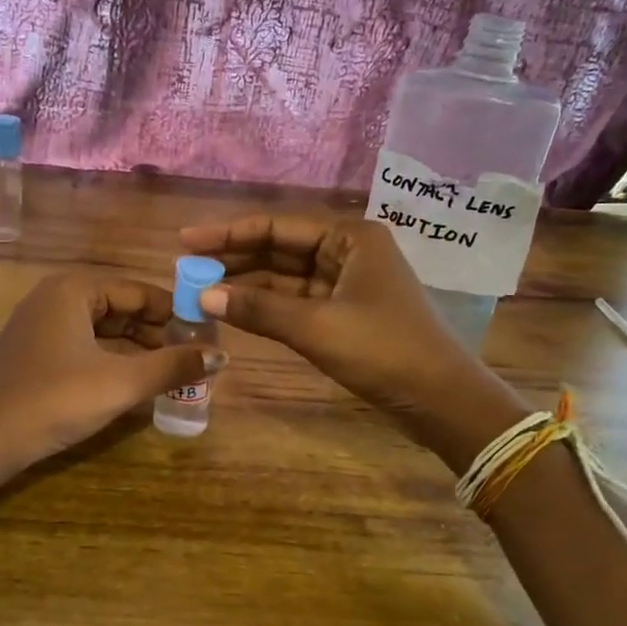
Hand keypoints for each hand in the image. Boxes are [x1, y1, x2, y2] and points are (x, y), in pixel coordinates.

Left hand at [0, 272, 208, 468]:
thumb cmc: (54, 400)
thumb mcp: (120, 383)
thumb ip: (172, 366)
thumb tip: (221, 356)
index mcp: (74, 289)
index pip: (140, 292)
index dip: (176, 314)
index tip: (207, 338)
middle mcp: (56, 297)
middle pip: (121, 309)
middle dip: (157, 334)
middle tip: (193, 361)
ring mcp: (40, 325)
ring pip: (103, 330)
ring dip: (137, 350)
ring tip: (171, 374)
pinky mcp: (34, 353)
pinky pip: (84, 346)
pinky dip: (111, 361)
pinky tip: (134, 383)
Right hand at [176, 215, 521, 469]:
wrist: (439, 399)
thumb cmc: (382, 350)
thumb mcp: (315, 327)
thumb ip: (258, 308)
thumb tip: (202, 295)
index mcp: (350, 237)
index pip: (278, 226)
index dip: (229, 233)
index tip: (187, 239)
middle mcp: (348, 251)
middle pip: (280, 248)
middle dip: (235, 258)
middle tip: (187, 267)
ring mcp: (347, 283)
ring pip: (286, 276)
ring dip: (248, 283)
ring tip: (202, 289)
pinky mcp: (345, 312)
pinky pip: (296, 300)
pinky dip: (267, 306)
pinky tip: (235, 309)